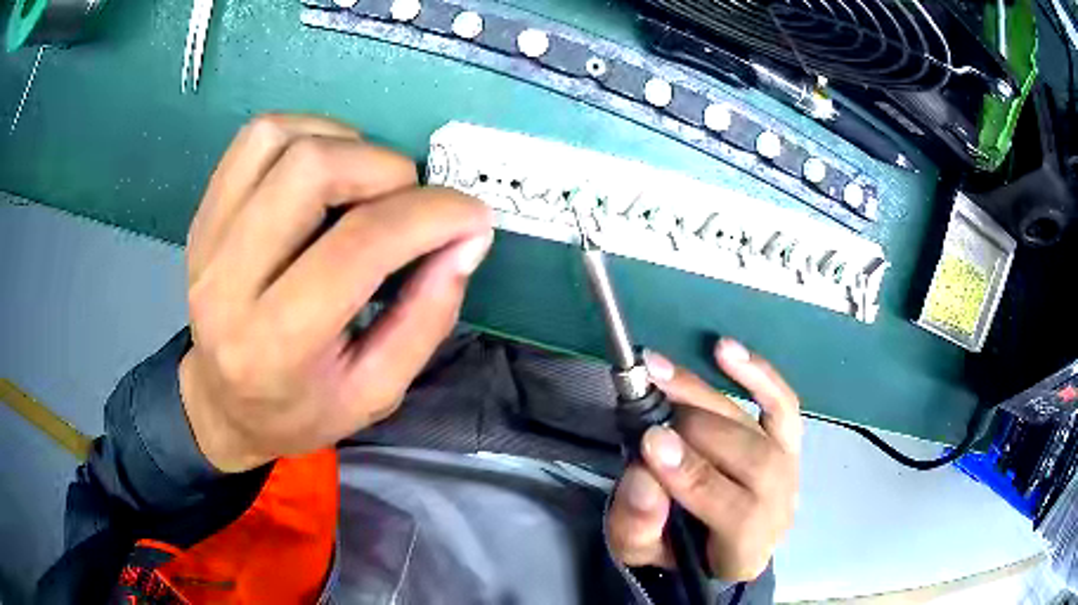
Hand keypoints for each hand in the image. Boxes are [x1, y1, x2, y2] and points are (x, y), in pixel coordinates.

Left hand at [179, 114, 492, 472]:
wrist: (224, 404)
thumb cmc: (302, 410)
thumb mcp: (378, 391)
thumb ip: (428, 316)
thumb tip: (467, 238)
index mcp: (275, 345)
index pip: (357, 247)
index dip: (430, 216)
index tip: (471, 216)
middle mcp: (227, 283)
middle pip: (311, 170)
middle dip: (386, 170)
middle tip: (410, 203)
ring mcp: (207, 239)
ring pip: (279, 139)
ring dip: (344, 145)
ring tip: (366, 184)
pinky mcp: (203, 214)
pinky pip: (256, 139)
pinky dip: (307, 133)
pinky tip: (327, 169)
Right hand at [608, 339, 800, 581]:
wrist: (711, 545)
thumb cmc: (674, 551)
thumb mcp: (640, 552)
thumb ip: (638, 525)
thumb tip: (644, 477)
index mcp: (745, 550)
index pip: (737, 512)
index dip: (696, 477)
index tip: (651, 444)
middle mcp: (779, 506)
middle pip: (753, 460)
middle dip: (696, 431)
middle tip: (648, 414)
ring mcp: (788, 469)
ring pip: (761, 426)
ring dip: (708, 396)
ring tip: (661, 371)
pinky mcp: (787, 440)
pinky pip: (781, 403)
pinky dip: (757, 373)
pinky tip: (724, 349)